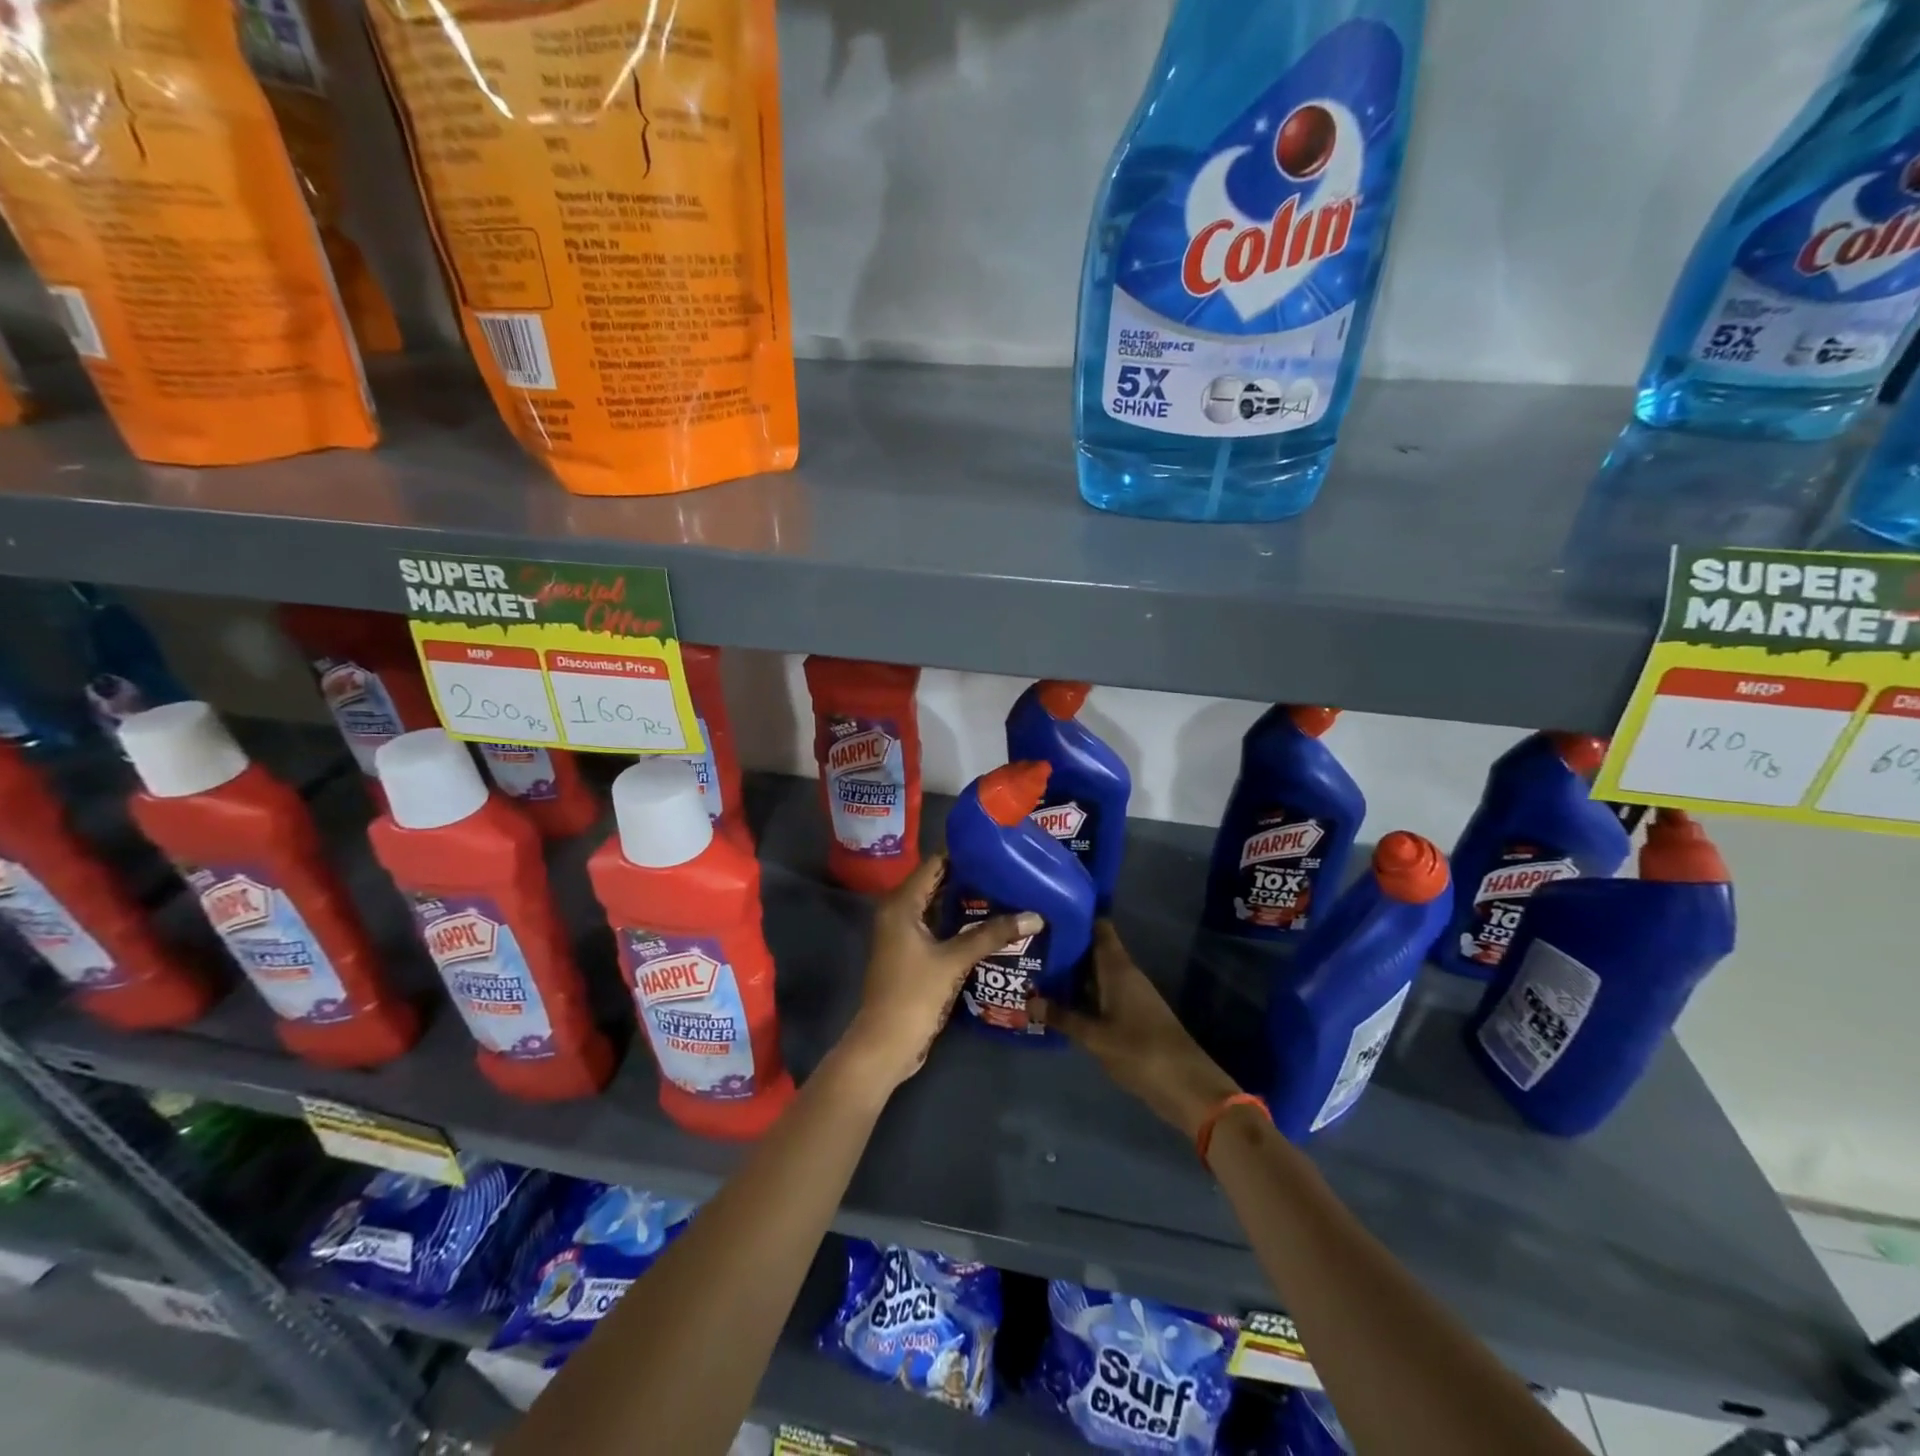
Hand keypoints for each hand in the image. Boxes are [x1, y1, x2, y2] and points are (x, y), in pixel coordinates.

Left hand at [837, 854, 1039, 1092]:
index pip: (934, 864)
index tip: (997, 850)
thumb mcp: (954, 961)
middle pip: (936, 883)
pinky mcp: (911, 953)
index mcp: (901, 904)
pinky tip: (988, 924)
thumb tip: (1035, 915)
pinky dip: (958, 923)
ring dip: (966, 902)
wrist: (885, 1044)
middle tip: (1007, 871)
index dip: (963, 855)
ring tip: (1005, 892)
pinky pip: (936, 926)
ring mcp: (903, 933)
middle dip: (969, 878)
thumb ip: (991, 935)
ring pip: (938, 906)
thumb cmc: (914, 994)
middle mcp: (898, 911)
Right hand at [1031, 921, 1240, 1139]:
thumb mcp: (1095, 1036)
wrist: (1187, 1086)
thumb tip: (1028, 1000)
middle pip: (1093, 951)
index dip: (1077, 916)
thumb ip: (1062, 1017)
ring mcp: (1130, 995)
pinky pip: (1102, 994)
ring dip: (1071, 973)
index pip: (1099, 928)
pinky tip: (1059, 1002)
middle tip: (1030, 943)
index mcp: (1118, 968)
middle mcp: (1125, 974)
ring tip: (1036, 970)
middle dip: (1065, 947)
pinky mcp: (1132, 1015)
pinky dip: (1082, 994)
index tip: (1048, 911)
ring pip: (1096, 974)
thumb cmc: (1140, 1052)